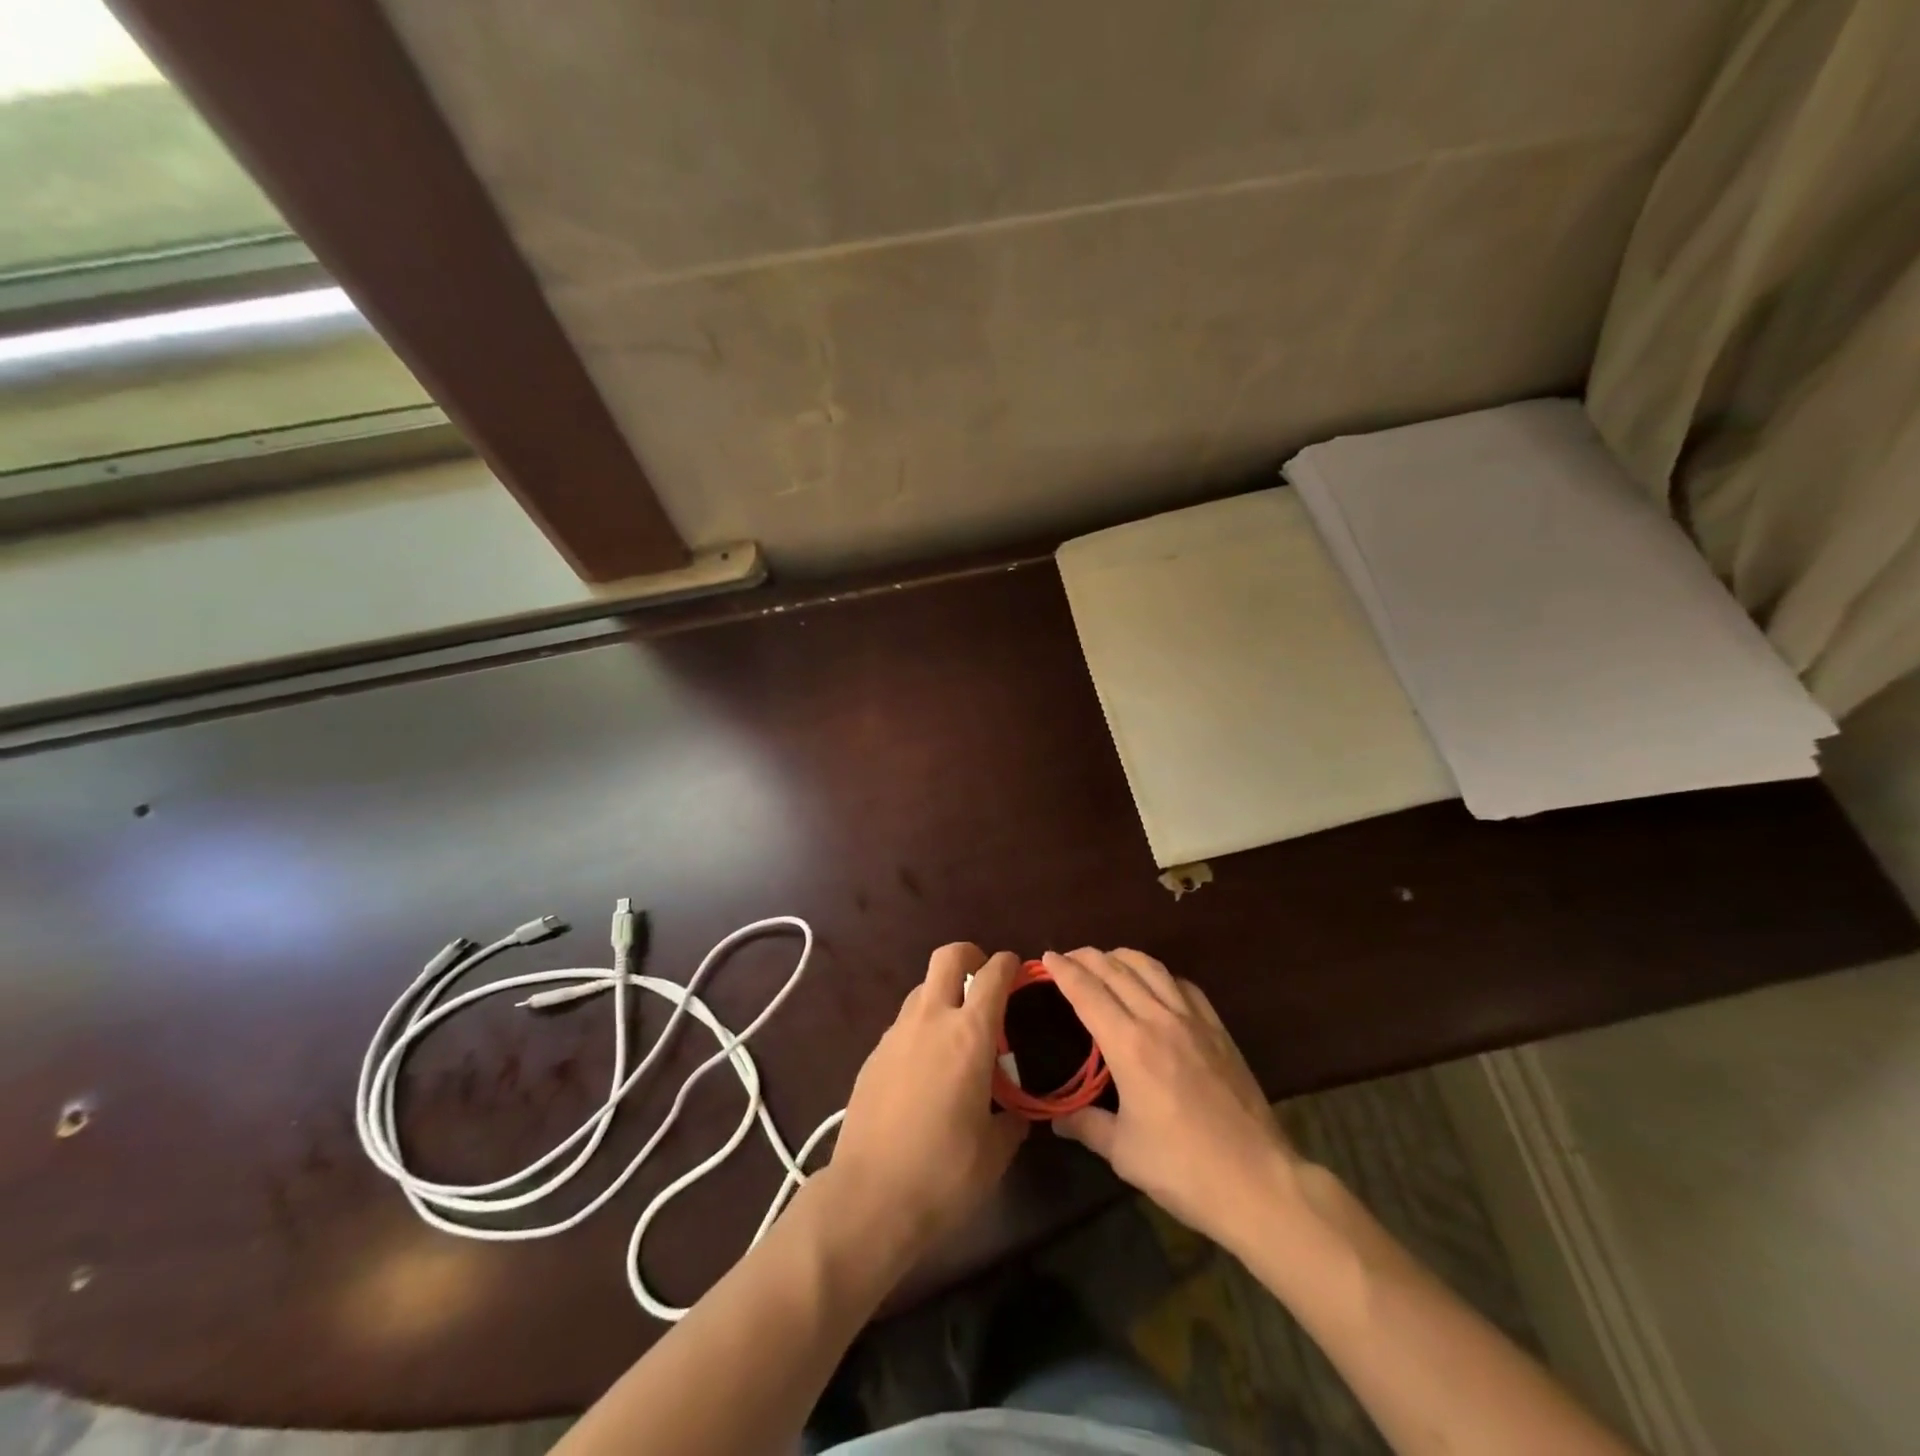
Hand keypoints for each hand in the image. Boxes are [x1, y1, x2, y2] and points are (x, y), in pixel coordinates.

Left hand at [824, 943, 1028, 1260]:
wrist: (869, 1197)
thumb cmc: (944, 1173)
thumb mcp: (995, 1152)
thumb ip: (1011, 1120)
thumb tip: (1015, 1113)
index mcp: (969, 1035)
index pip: (992, 975)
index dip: (1008, 964)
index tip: (1018, 969)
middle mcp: (931, 1020)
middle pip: (947, 957)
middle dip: (969, 955)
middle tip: (983, 977)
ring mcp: (896, 1034)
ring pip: (922, 989)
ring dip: (943, 994)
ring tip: (957, 1032)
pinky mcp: (873, 1055)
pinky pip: (904, 1024)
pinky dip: (921, 1028)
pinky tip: (927, 1068)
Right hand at [1043, 947, 1298, 1252]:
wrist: (1257, 1181)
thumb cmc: (1183, 1169)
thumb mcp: (1123, 1152)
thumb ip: (1087, 1126)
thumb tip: (1056, 1120)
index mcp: (1129, 1045)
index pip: (1088, 992)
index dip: (1064, 971)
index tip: (1047, 958)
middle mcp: (1159, 1020)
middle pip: (1117, 971)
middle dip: (1088, 957)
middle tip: (1068, 956)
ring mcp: (1193, 1021)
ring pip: (1152, 969)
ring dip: (1123, 957)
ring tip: (1107, 959)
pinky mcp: (1219, 1031)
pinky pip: (1185, 986)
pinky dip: (1162, 975)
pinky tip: (1157, 983)